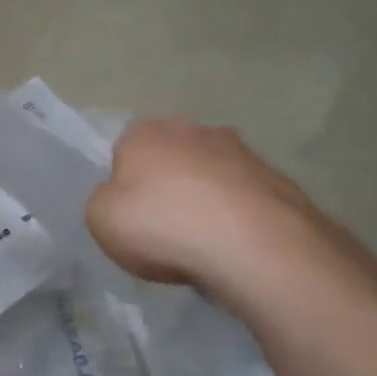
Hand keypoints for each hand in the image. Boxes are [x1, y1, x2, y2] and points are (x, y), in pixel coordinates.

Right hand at [86, 120, 362, 304]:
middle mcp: (192, 129)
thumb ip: (102, 200)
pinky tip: (232, 245)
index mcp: (144, 133)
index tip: (129, 216)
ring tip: (202, 241)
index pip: (124, 151)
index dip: (124, 184)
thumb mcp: (100, 219)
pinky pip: (242, 196)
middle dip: (167, 185)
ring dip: (204, 198)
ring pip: (209, 174)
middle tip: (163, 227)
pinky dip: (235, 214)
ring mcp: (240, 151)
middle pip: (169, 158)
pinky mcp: (276, 178)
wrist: (253, 246)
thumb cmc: (162, 226)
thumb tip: (119, 195)